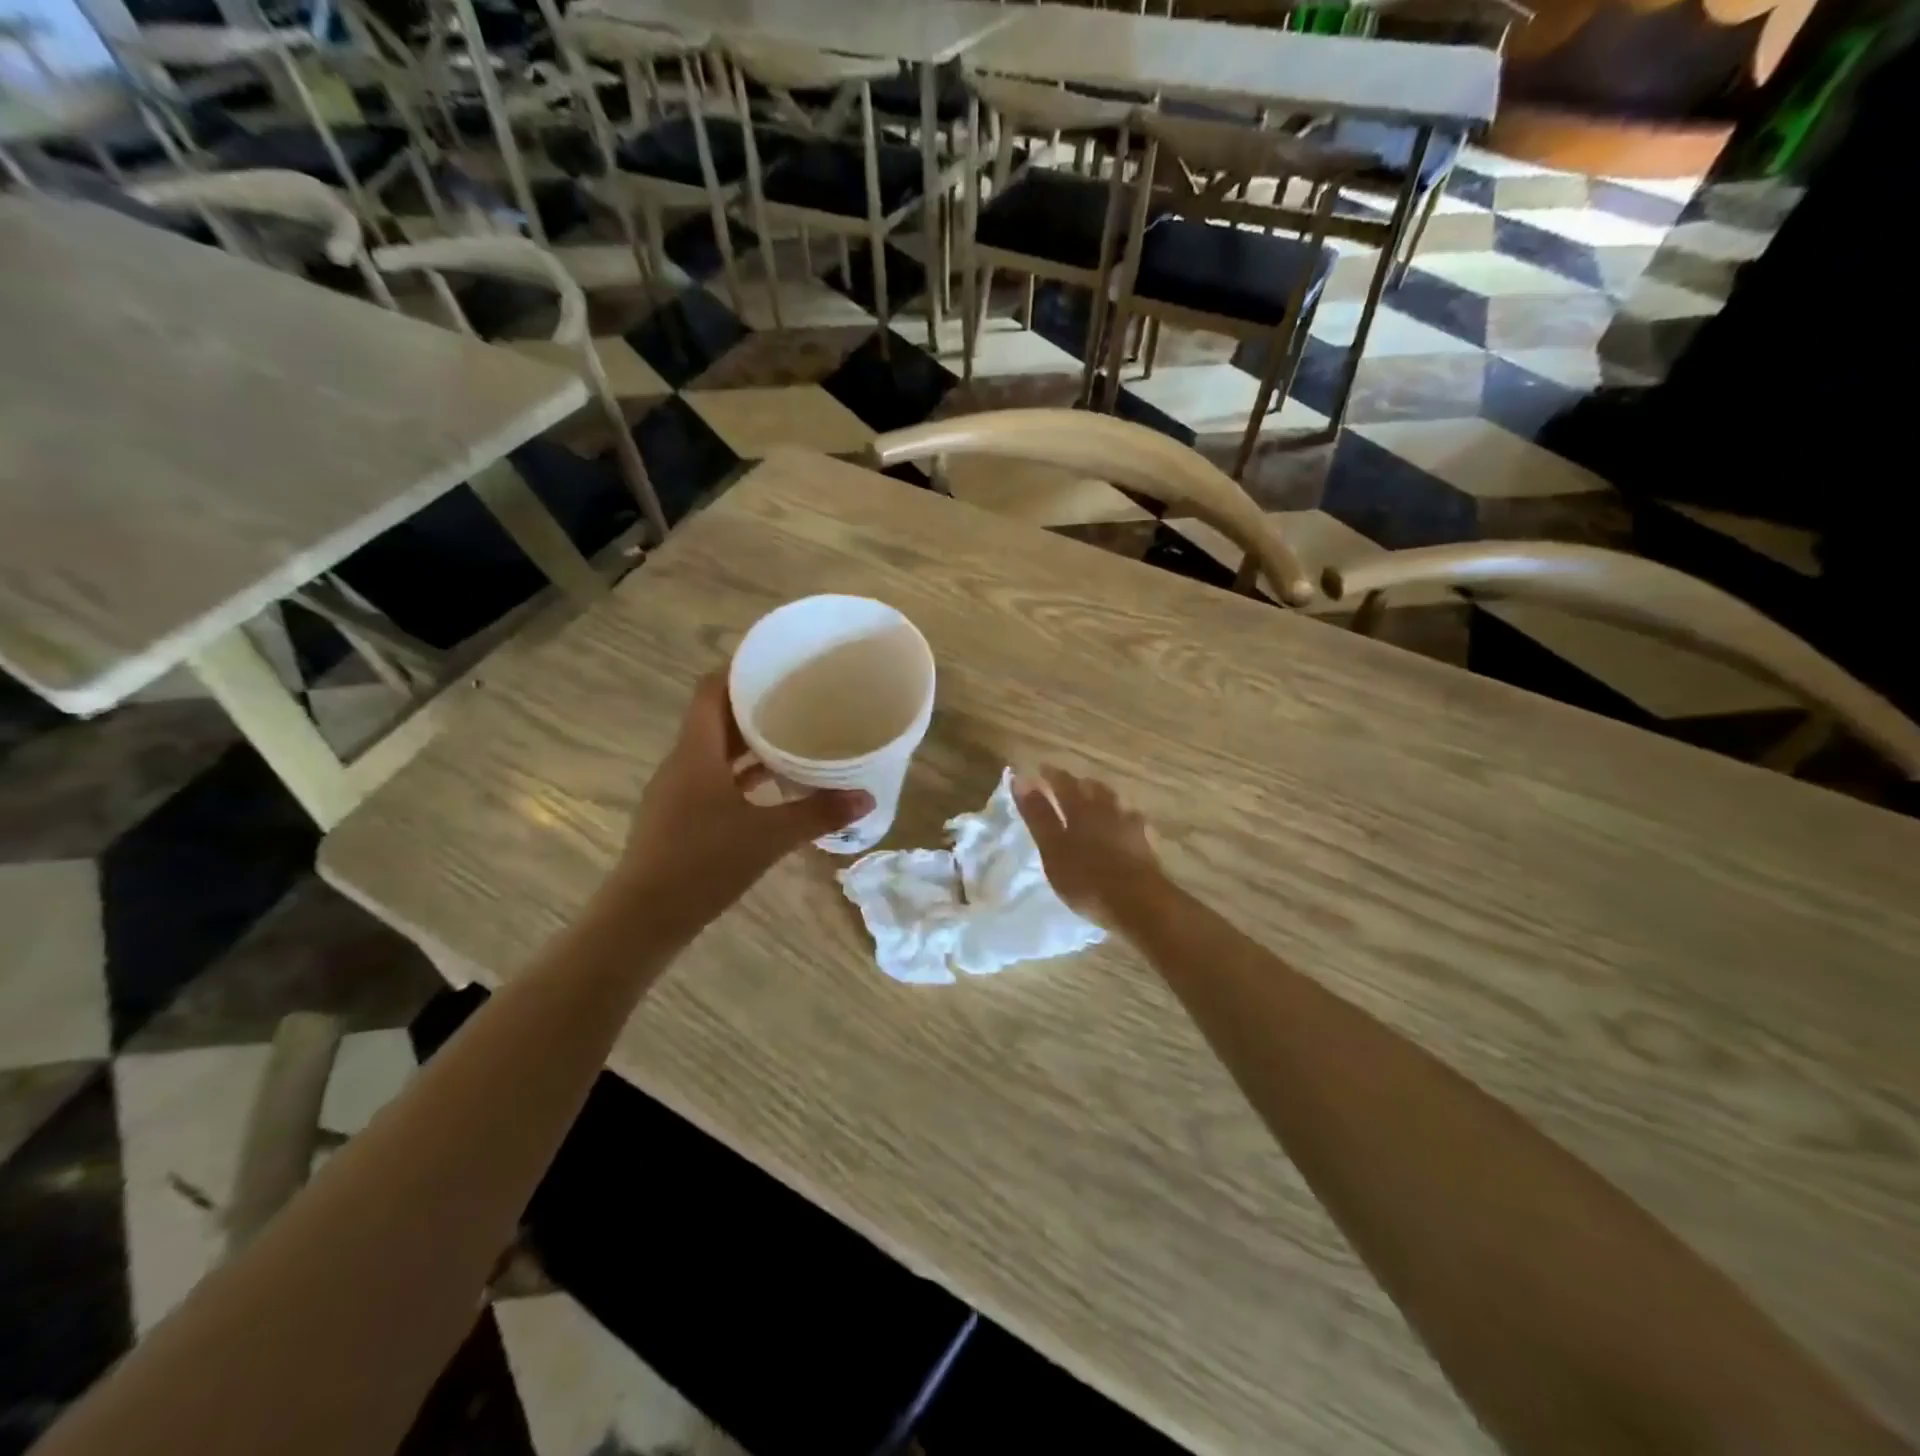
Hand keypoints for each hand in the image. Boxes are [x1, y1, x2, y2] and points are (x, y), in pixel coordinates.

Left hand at [614, 673, 871, 929]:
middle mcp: (683, 762)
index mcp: (696, 751)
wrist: (645, 918)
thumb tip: (866, 797)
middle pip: (716, 718)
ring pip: (715, 751)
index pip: (711, 690)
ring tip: (792, 733)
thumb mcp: (769, 836)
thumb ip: (818, 813)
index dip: (738, 669)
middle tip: (798, 696)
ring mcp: (678, 791)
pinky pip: (713, 778)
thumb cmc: (703, 863)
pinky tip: (773, 784)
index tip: (775, 661)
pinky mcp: (680, 816)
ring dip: (749, 741)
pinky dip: (742, 774)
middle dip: (754, 704)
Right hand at [1014, 767, 1165, 929]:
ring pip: (1112, 802)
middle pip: (1091, 788)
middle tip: (1066, 783)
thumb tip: (1021, 779)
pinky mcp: (1144, 843)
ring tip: (1093, 800)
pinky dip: (1120, 818)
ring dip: (1100, 796)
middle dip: (1077, 783)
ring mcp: (1128, 825)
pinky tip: (1121, 825)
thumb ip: (1038, 815)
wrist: (1138, 903)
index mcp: (1080, 809)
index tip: (1040, 769)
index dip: (1050, 775)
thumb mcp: (1052, 849)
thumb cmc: (1086, 878)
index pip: (1063, 783)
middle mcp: (1106, 809)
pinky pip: (1130, 821)